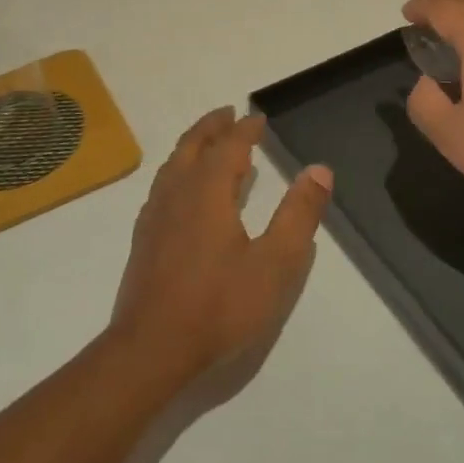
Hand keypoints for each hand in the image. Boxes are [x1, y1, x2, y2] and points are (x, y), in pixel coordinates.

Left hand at [108, 108, 332, 389]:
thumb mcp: (274, 263)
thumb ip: (298, 215)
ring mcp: (155, 216)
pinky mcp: (144, 239)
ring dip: (192, 146)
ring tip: (207, 143)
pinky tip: (182, 191)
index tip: (258, 117)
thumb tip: (319, 169)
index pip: (229, 146)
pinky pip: (162, 187)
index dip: (245, 129)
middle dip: (212, 126)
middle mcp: (177, 193)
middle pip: (193, 146)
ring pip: (172, 165)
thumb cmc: (219, 305)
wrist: (151, 349)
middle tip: (228, 113)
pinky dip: (177, 171)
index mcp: (207, 191)